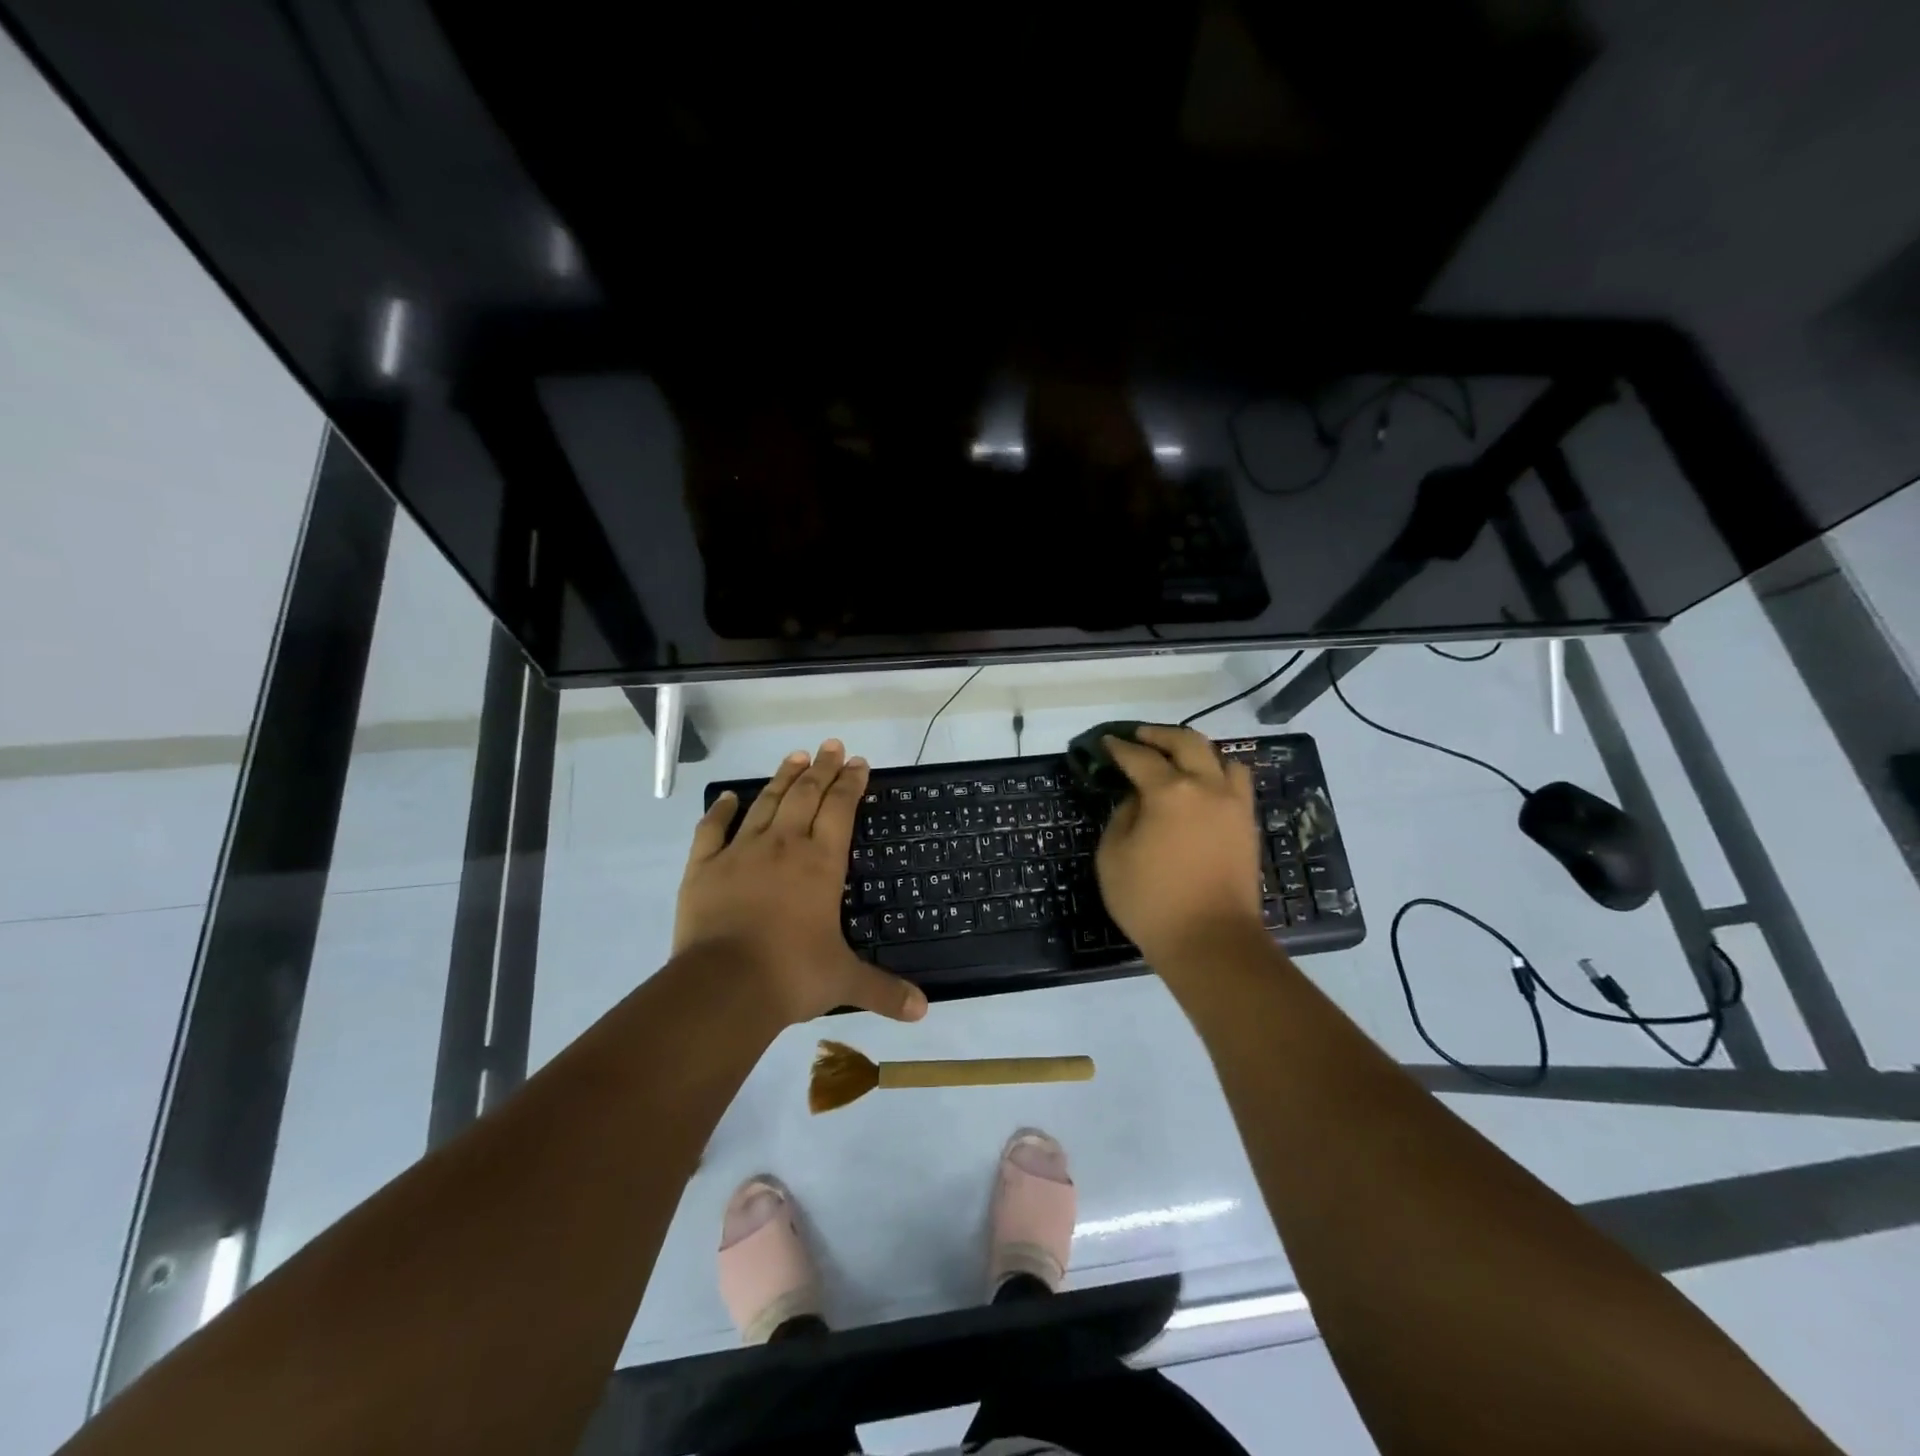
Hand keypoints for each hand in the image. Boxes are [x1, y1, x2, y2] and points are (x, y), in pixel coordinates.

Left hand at [676, 740, 927, 1025]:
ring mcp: (741, 852)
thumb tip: (923, 1010)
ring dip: (782, 777)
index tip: (858, 762)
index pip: (841, 810)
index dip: (850, 783)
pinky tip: (728, 797)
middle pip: (806, 795)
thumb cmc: (792, 975)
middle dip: (822, 768)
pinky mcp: (704, 867)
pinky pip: (712, 829)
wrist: (724, 986)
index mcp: (821, 863)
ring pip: (766, 803)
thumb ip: (884, 990)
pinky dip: (720, 810)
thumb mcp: (844, 981)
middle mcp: (784, 846)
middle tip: (831, 746)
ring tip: (795, 756)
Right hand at [1094, 725, 1263, 969]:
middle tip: (1140, 737)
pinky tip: (1203, 788)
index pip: (1140, 758)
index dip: (1119, 748)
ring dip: (1197, 751)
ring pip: (1222, 758)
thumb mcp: (1113, 857)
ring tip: (1179, 760)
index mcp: (1170, 792)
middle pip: (1187, 742)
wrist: (1211, 941)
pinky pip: (1237, 784)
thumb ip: (1123, 816)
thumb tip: (1138, 799)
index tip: (1106, 742)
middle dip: (1160, 735)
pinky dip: (1218, 774)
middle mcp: (1207, 787)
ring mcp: (1234, 805)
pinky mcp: (1247, 826)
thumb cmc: (1151, 901)